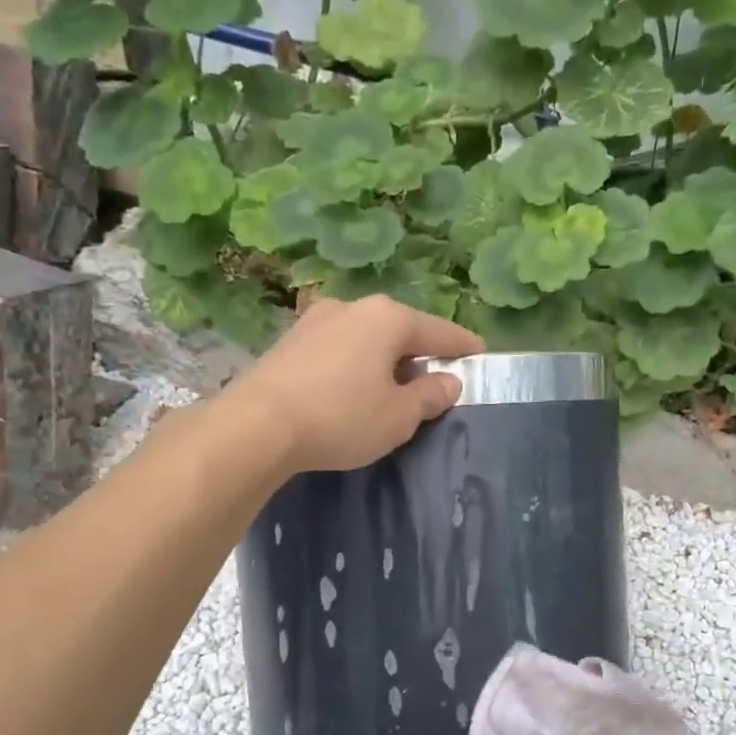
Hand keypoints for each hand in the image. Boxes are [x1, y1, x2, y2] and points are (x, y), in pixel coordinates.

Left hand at [224, 295, 483, 473]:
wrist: (256, 426)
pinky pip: (338, 350)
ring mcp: (315, 321)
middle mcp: (352, 307)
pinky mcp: (289, 342)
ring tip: (390, 390)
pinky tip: (350, 391)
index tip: (479, 354)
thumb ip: (429, 396)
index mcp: (387, 318)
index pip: (439, 331)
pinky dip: (354, 366)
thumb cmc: (341, 417)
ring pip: (366, 338)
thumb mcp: (398, 416)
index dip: (462, 347)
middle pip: (400, 330)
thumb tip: (446, 381)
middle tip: (433, 382)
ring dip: (383, 361)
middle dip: (419, 354)